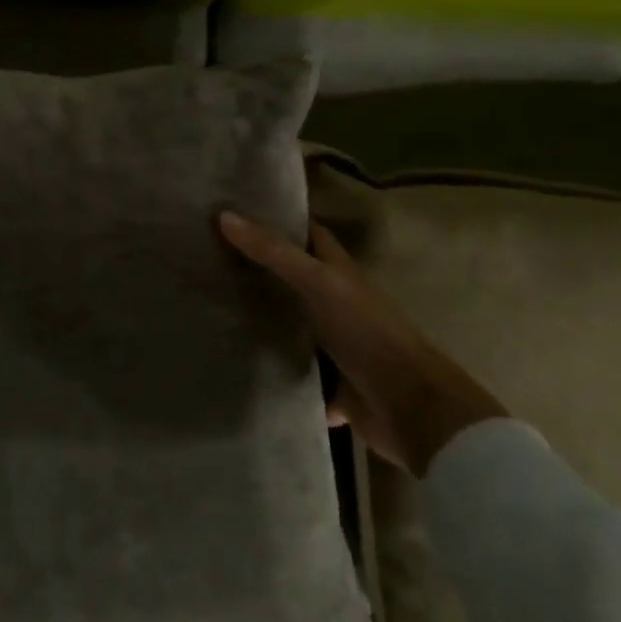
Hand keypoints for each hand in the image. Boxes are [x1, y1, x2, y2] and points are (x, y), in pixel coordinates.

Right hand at [219, 210, 507, 476]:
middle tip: (209, 258)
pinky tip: (238, 364)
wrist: (412, 410)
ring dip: (263, 320)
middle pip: (295, 279)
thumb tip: (223, 215)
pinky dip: (273, 371)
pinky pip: (295, 374)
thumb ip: (273, 251)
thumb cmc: (368, 332)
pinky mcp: (331, 385)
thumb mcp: (318, 283)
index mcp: (340, 274)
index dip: (279, 220)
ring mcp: (336, 346)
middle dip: (259, 269)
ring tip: (210, 306)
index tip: (236, 211)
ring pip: (292, 325)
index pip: (308, 235)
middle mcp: (338, 304)